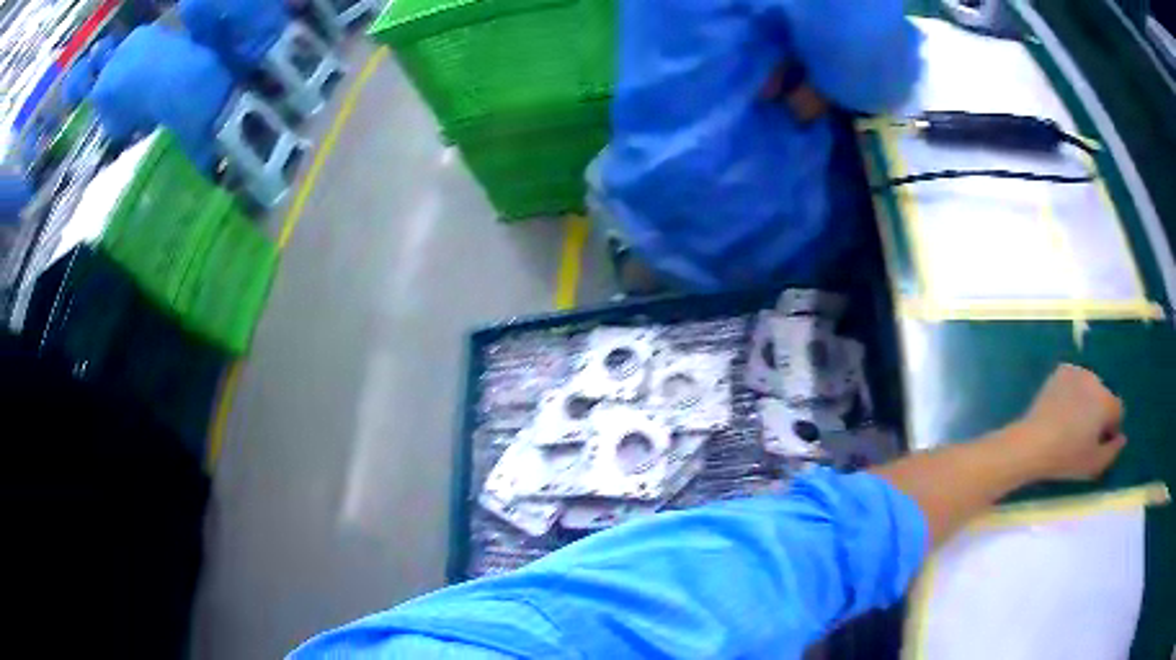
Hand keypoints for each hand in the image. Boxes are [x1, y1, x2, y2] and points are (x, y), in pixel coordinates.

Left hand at [1014, 364, 1126, 480]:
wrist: (1034, 442)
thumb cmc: (1067, 457)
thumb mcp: (1094, 464)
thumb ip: (1113, 451)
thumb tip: (1122, 438)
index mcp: (1107, 402)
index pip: (1117, 411)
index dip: (1111, 427)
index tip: (1099, 442)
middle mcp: (1096, 381)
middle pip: (1104, 397)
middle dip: (1099, 412)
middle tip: (1083, 433)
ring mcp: (1078, 372)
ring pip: (1090, 388)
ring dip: (1086, 400)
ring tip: (1071, 422)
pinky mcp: (1062, 370)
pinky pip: (1074, 381)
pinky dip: (1072, 392)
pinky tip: (1062, 409)